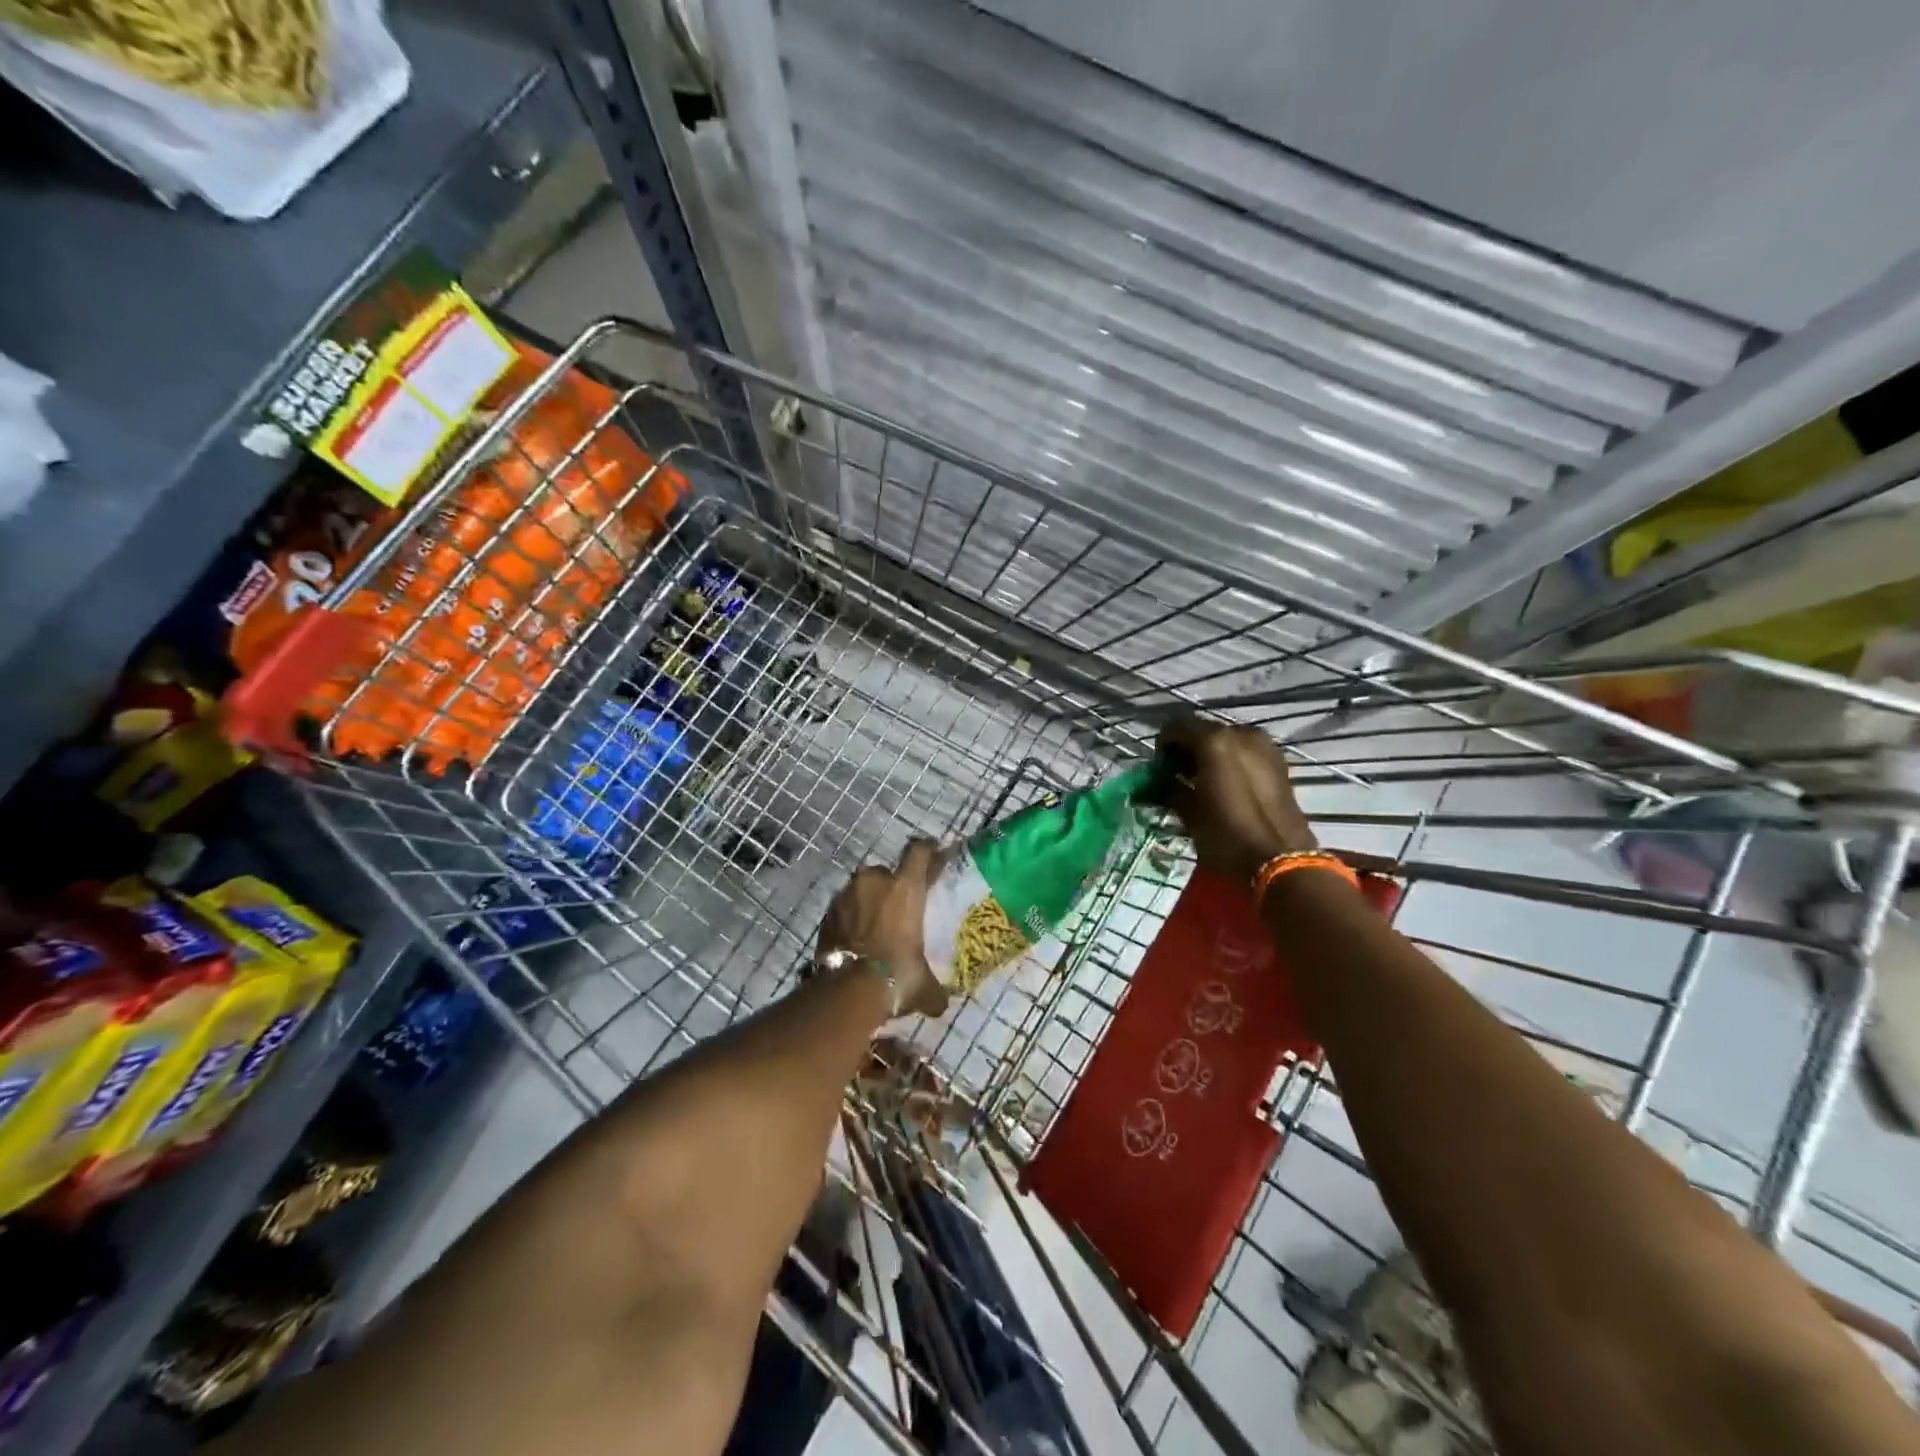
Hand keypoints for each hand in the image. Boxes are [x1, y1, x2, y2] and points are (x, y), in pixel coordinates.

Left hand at [817, 839, 947, 1018]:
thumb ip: (935, 989)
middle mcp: (874, 881)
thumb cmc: (896, 976)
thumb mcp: (923, 985)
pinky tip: (858, 940)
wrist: (846, 991)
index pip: (919, 851)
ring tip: (877, 926)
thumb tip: (941, 1004)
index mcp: (905, 887)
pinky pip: (845, 908)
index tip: (935, 853)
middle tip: (901, 907)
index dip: (929, 850)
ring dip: (870, 901)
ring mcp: (846, 895)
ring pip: (863, 889)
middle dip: (893, 886)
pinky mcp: (827, 914)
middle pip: (887, 872)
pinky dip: (852, 918)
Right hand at [1157, 715, 1316, 885]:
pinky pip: (1245, 752)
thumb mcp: (1190, 816)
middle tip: (1179, 778)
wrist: (1282, 861)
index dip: (1163, 747)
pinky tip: (1226, 786)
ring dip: (1210, 755)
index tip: (1160, 771)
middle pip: (1202, 730)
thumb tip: (1157, 784)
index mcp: (1214, 742)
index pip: (1175, 727)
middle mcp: (1240, 734)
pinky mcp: (1279, 762)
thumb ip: (1170, 791)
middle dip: (1187, 750)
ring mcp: (1264, 746)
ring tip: (1203, 784)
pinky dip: (1231, 762)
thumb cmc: (1228, 838)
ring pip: (1226, 740)